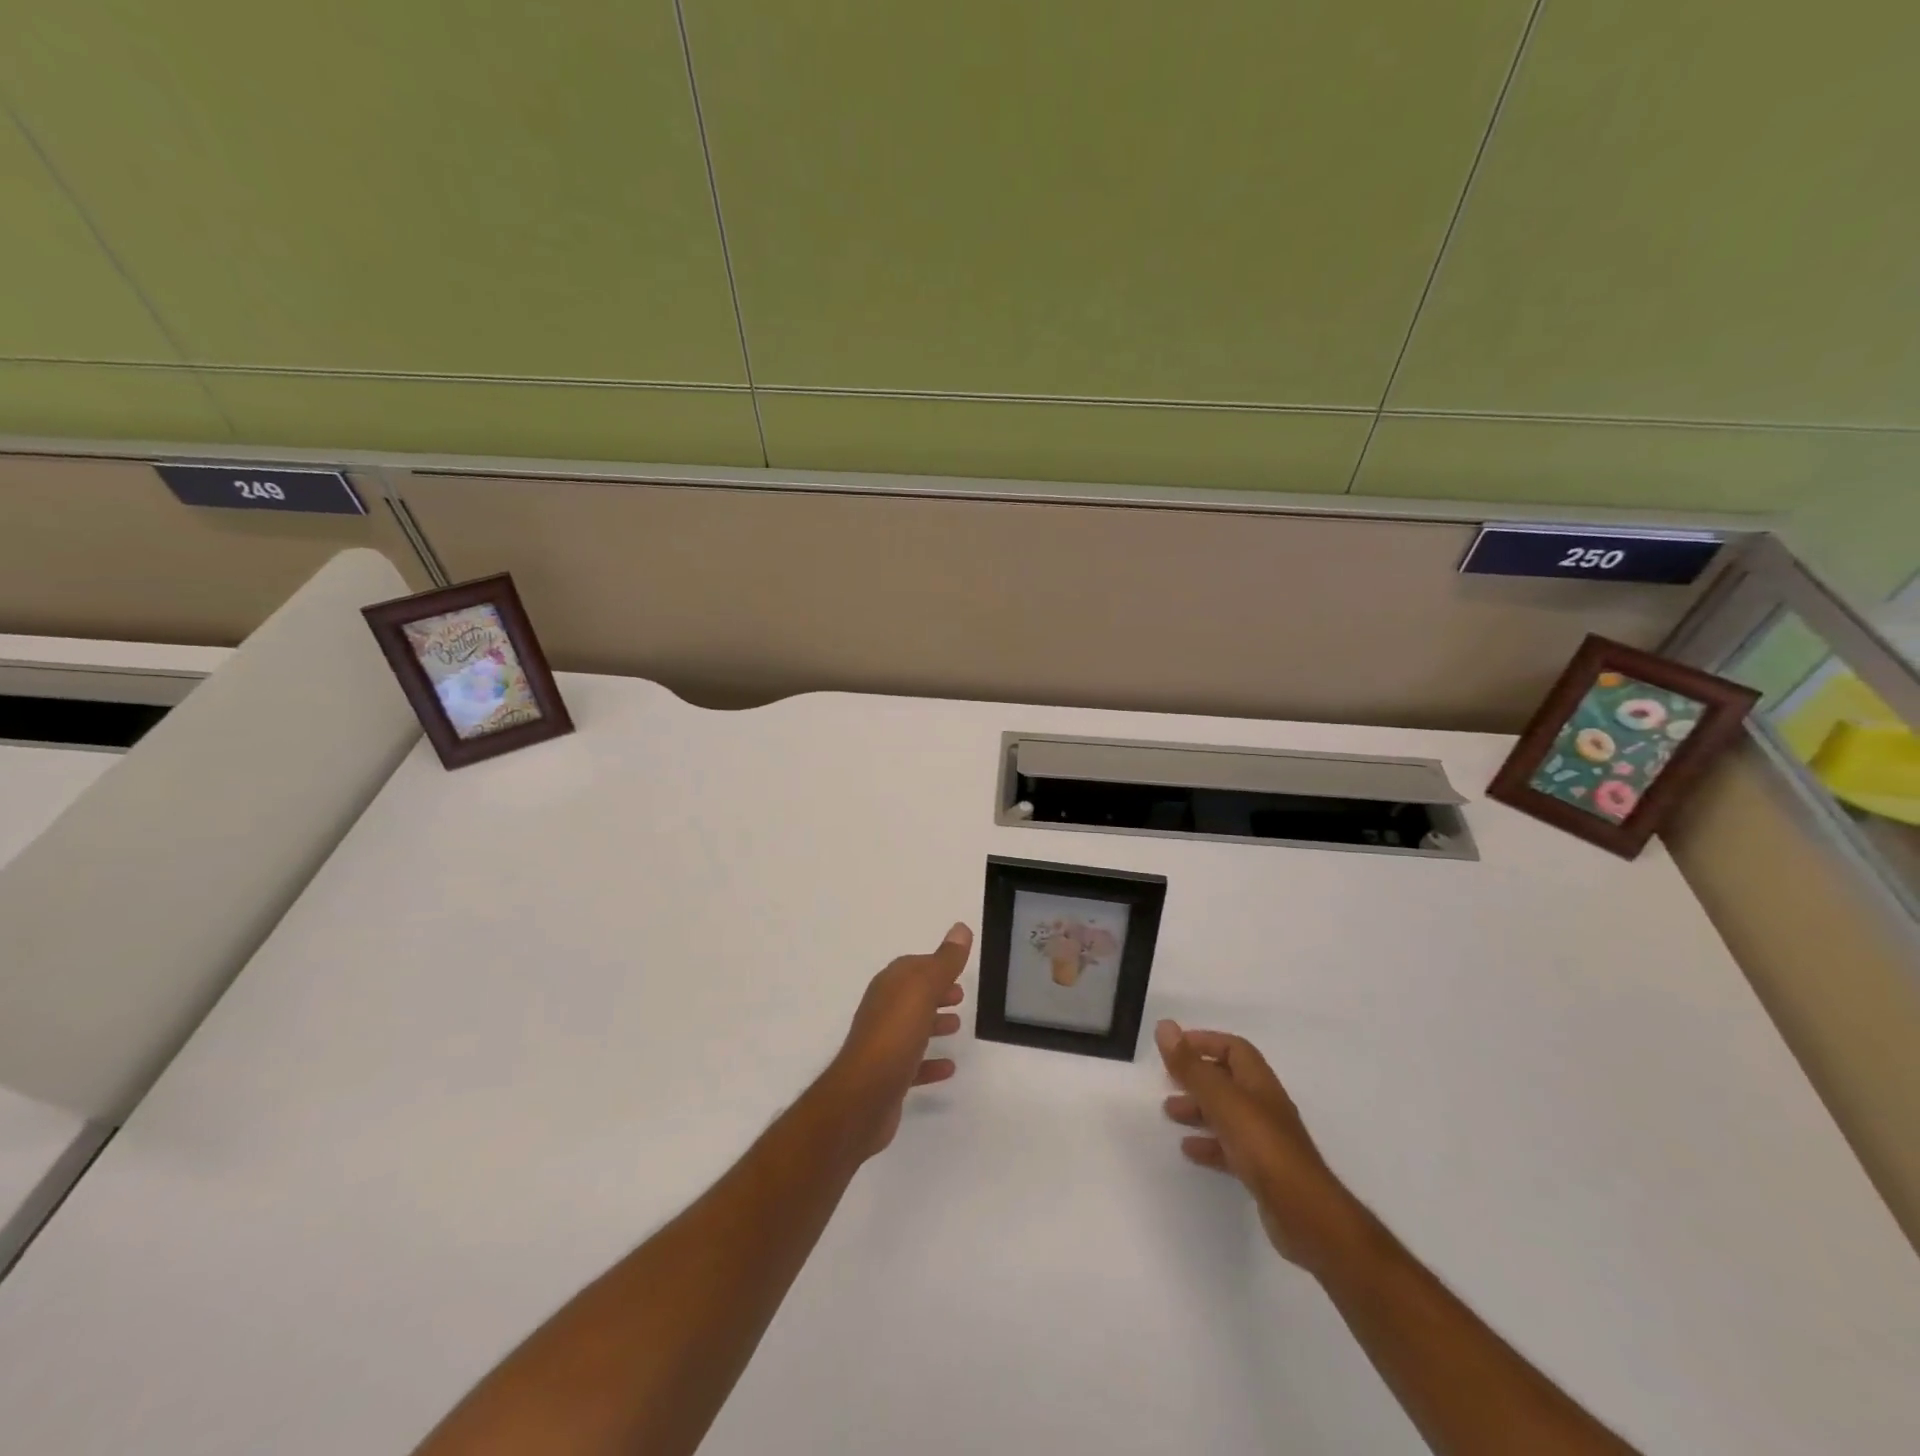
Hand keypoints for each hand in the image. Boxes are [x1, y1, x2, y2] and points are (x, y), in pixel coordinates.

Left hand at [826, 923, 971, 1158]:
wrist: (862, 1097)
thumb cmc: (894, 1036)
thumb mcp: (923, 990)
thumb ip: (944, 961)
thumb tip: (961, 928)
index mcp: (889, 986)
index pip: (913, 966)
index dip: (935, 965)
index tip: (958, 969)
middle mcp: (883, 1010)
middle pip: (912, 995)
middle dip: (935, 992)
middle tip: (960, 996)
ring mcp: (883, 1044)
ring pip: (912, 1027)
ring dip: (933, 1023)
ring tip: (957, 1026)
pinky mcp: (888, 1076)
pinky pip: (913, 1063)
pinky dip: (930, 1061)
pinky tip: (949, 1067)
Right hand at [1156, 1019, 1361, 1269]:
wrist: (1305, 1213)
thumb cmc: (1263, 1146)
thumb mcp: (1222, 1100)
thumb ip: (1191, 1066)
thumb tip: (1165, 1026)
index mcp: (1258, 1082)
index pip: (1233, 1048)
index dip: (1205, 1042)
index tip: (1174, 1047)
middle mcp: (1263, 1105)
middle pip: (1228, 1081)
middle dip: (1196, 1078)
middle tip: (1167, 1081)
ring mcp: (1265, 1139)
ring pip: (1226, 1114)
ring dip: (1198, 1109)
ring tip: (1170, 1113)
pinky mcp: (1262, 1170)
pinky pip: (1230, 1147)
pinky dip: (1208, 1143)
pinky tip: (1189, 1150)